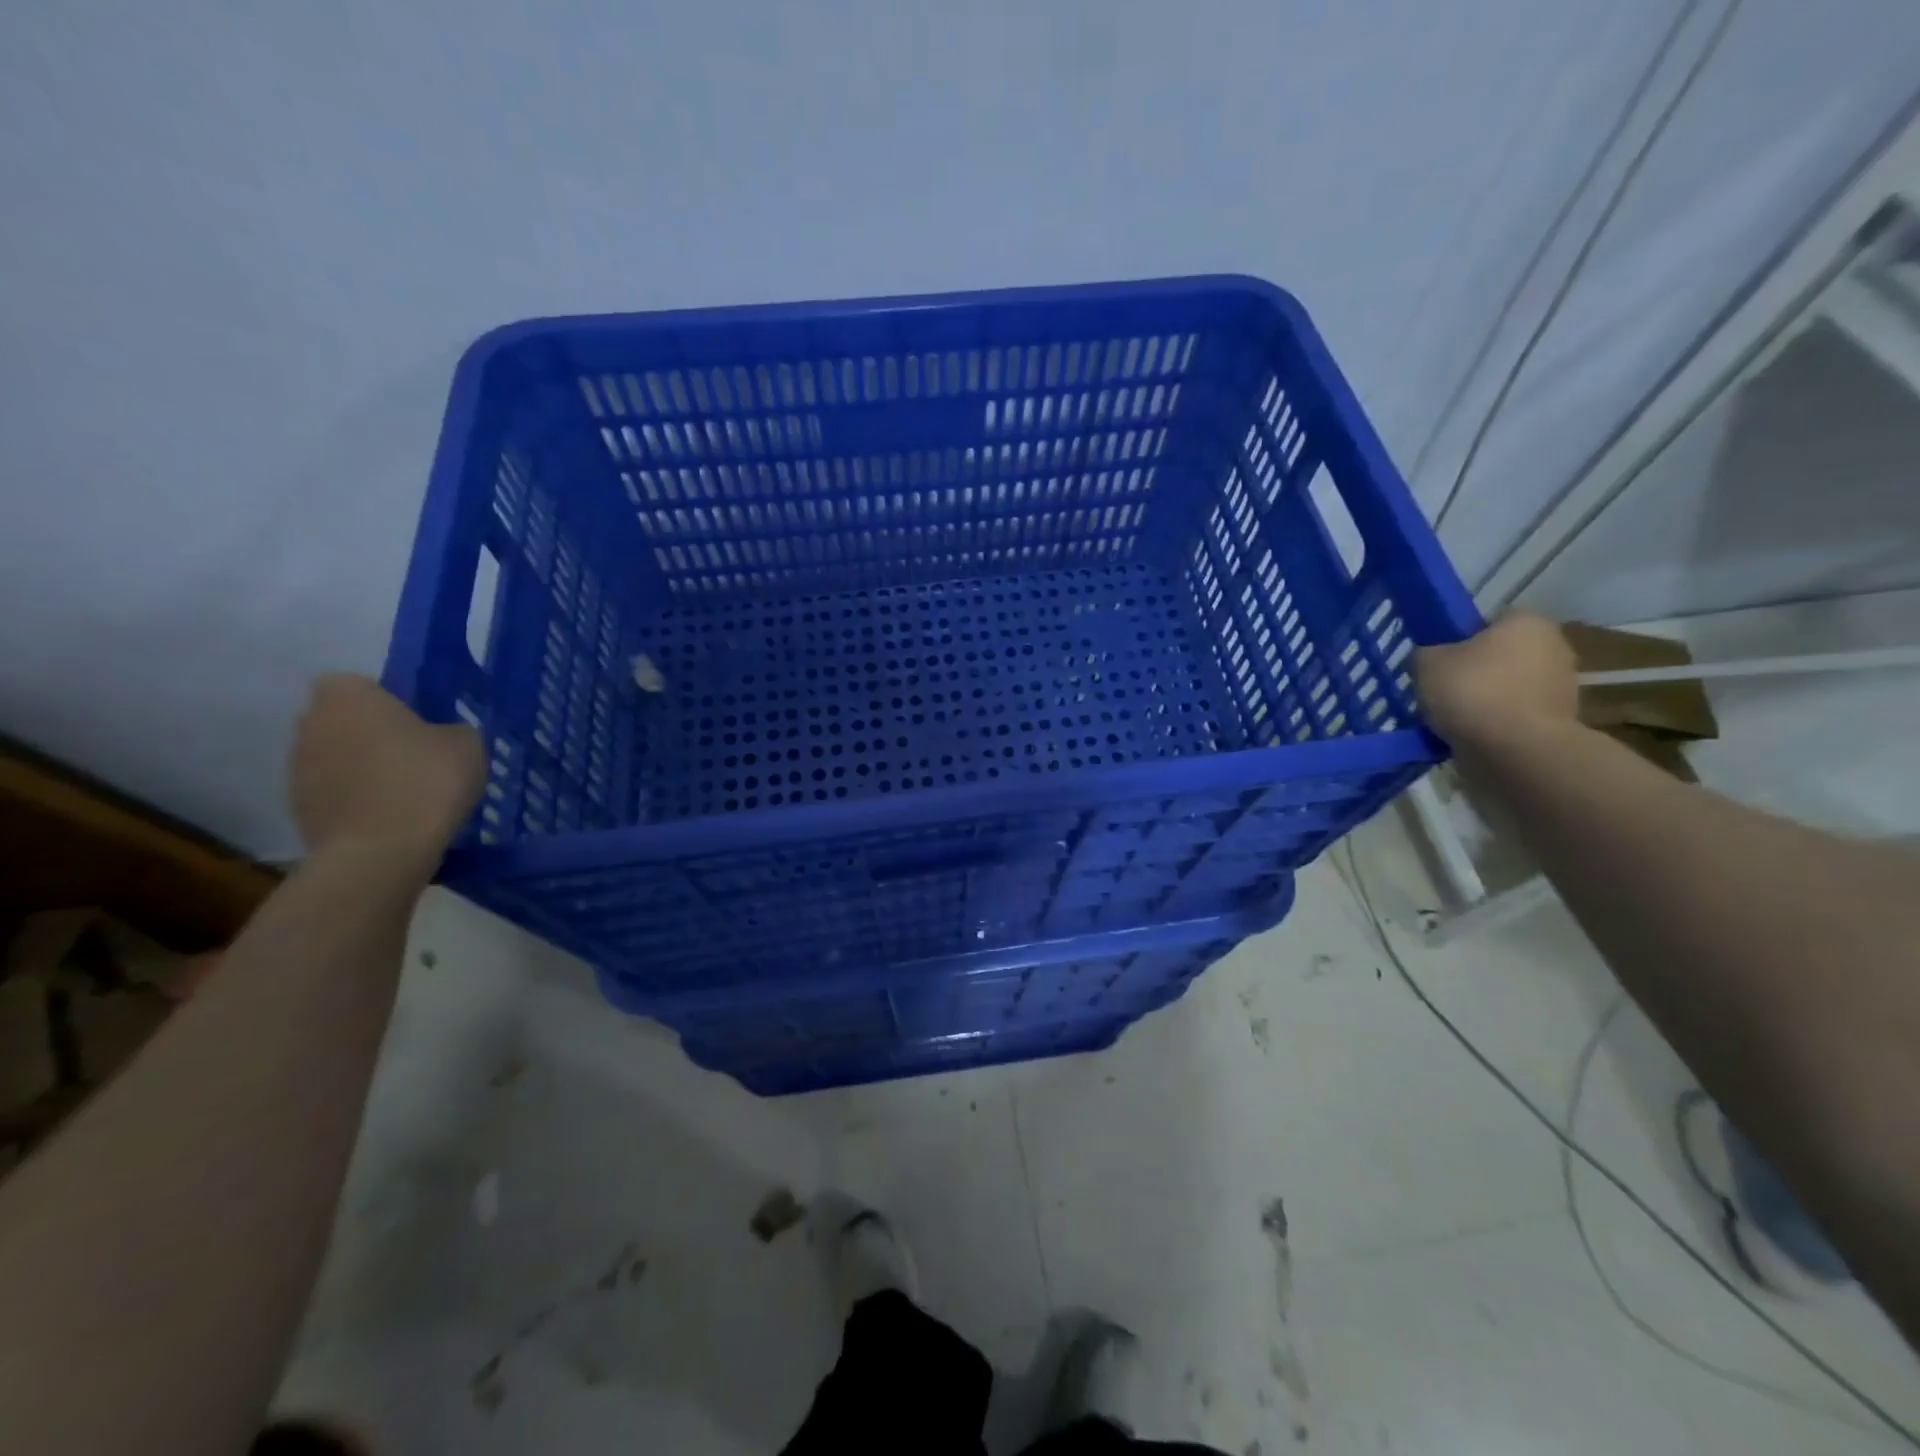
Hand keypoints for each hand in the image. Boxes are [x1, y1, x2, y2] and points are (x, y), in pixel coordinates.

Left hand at [290, 675, 484, 866]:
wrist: (381, 852)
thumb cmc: (426, 782)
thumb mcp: (467, 743)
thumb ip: (450, 729)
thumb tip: (439, 736)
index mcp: (347, 696)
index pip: (359, 683)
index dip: (388, 699)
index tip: (419, 721)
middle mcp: (310, 723)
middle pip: (344, 719)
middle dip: (372, 733)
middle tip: (417, 755)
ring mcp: (297, 768)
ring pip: (337, 756)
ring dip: (363, 767)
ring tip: (407, 792)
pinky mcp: (298, 808)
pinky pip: (334, 792)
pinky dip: (357, 799)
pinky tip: (391, 818)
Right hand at [1414, 611, 1578, 752]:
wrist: (1516, 751)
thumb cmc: (1472, 693)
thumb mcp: (1426, 663)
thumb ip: (1425, 653)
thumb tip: (1431, 657)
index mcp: (1526, 621)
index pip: (1488, 621)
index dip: (1460, 639)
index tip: (1439, 660)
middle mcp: (1554, 645)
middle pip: (1501, 654)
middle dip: (1476, 670)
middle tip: (1442, 689)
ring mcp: (1562, 685)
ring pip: (1509, 685)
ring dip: (1486, 698)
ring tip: (1454, 718)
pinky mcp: (1560, 720)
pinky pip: (1516, 713)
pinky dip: (1497, 722)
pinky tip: (1473, 735)